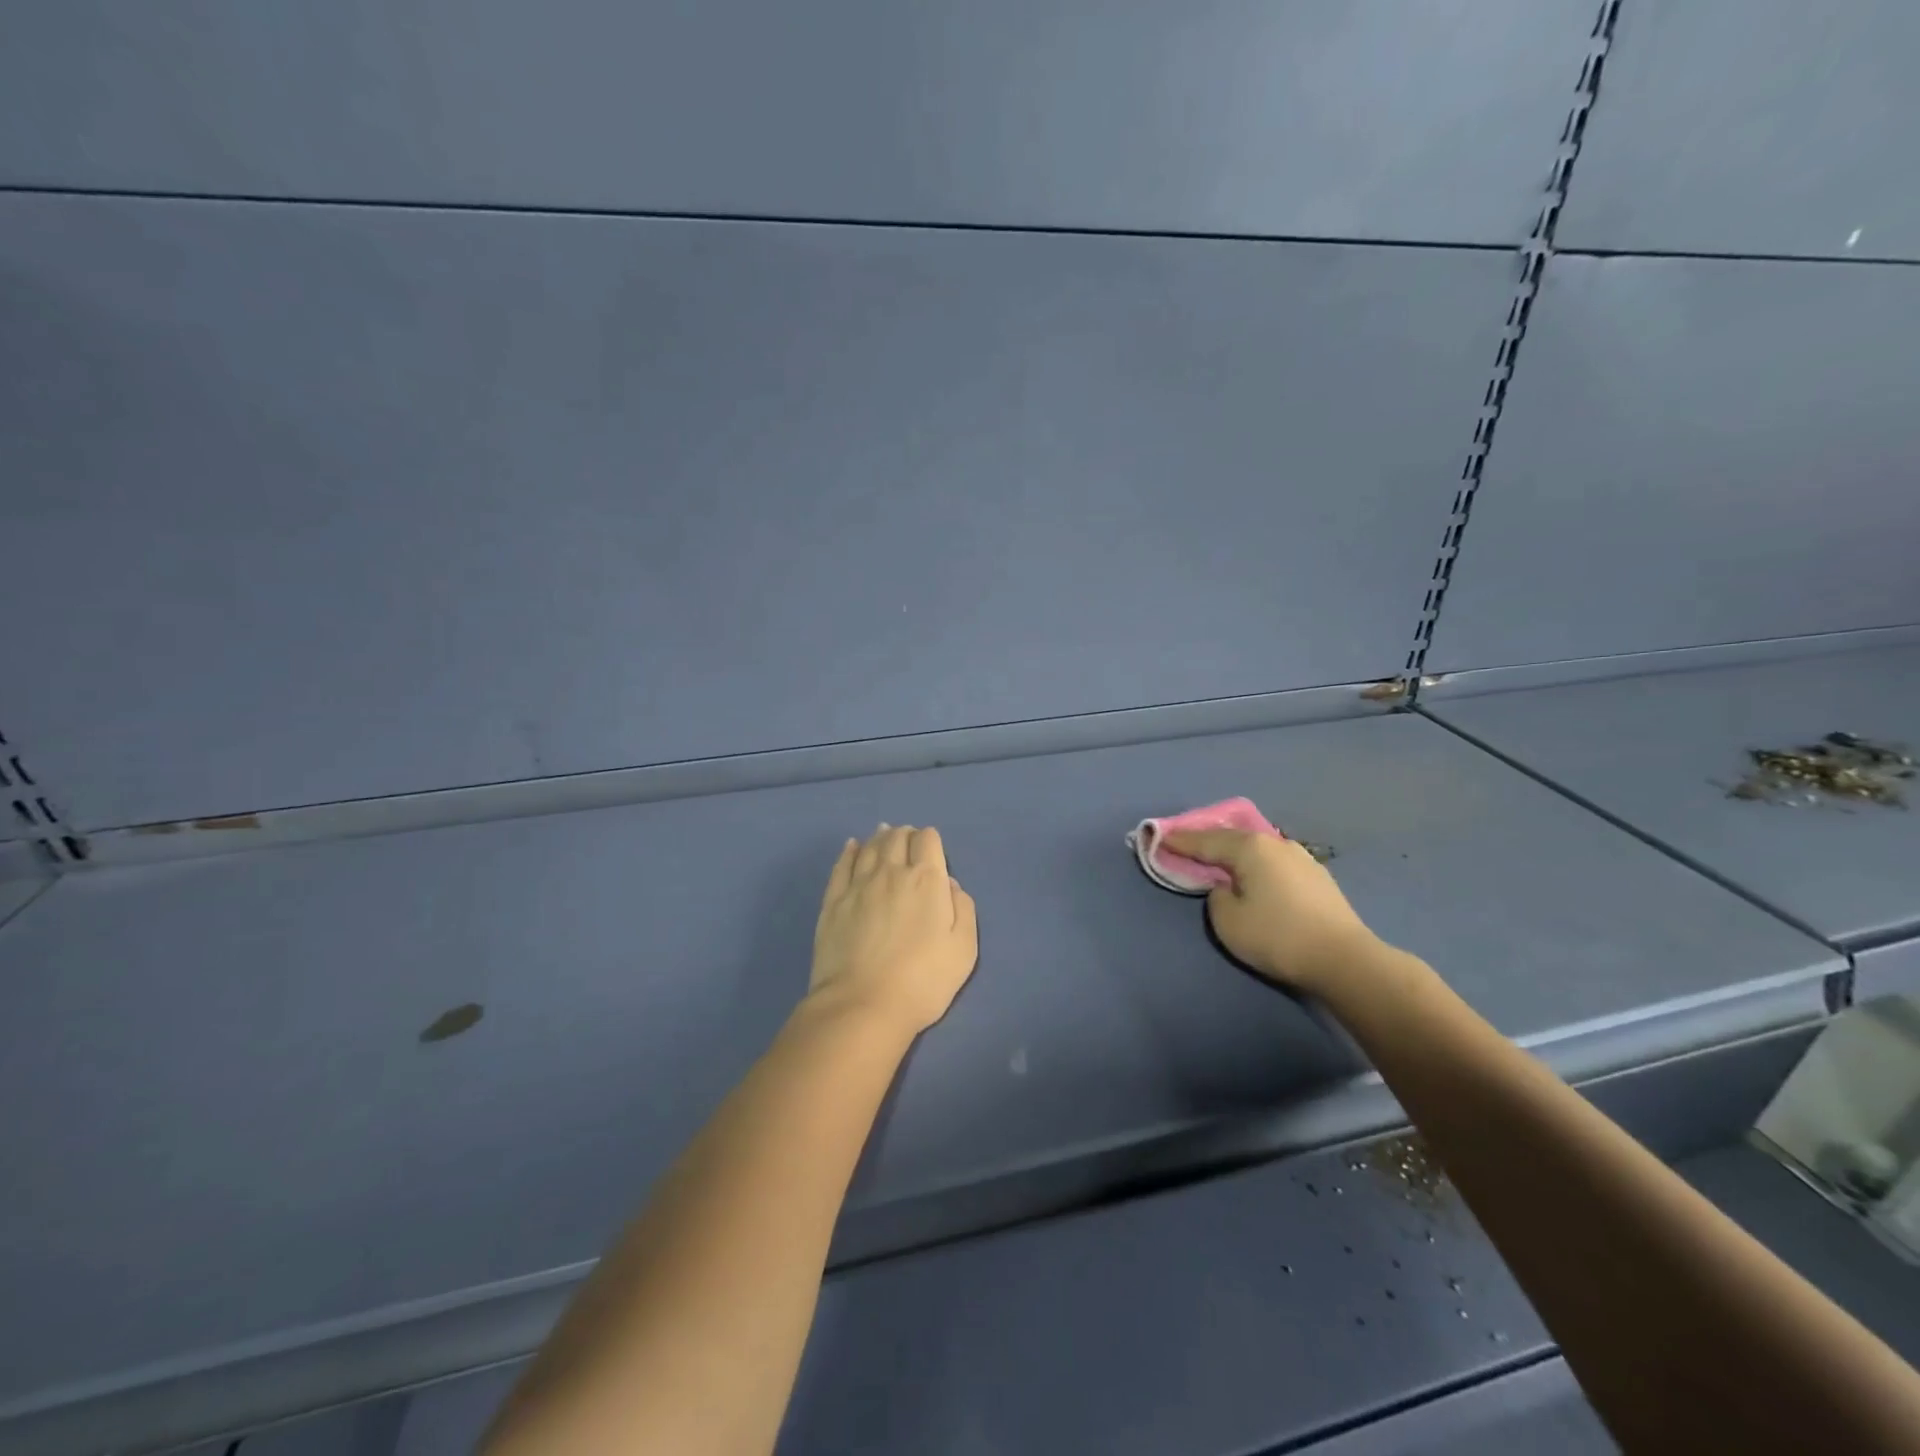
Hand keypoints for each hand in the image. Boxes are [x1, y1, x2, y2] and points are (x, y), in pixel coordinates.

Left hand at [808, 824, 978, 1036]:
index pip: (928, 840)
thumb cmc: (923, 981)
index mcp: (926, 880)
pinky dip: (850, 851)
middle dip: (905, 834)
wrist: (863, 1005)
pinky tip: (852, 847)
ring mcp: (858, 885)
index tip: (931, 850)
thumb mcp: (964, 950)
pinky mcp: (833, 901)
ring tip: (884, 834)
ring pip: (870, 847)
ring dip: (880, 837)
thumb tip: (950, 885)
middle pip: (897, 838)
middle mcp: (891, 873)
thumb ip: (963, 910)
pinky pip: (842, 865)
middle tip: (908, 839)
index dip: (931, 839)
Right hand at [1162, 827, 1378, 995]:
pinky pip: (1274, 863)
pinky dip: (1256, 865)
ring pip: (1256, 849)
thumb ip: (1216, 896)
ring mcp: (1301, 858)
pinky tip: (1254, 874)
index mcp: (1250, 848)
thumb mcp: (1228, 921)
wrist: (1345, 960)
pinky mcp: (1317, 877)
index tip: (1158, 838)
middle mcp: (1276, 843)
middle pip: (1232, 838)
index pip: (1205, 841)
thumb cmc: (1278, 937)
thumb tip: (1227, 888)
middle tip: (1185, 844)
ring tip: (1218, 858)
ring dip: (1234, 852)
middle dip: (1206, 841)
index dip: (1179, 841)